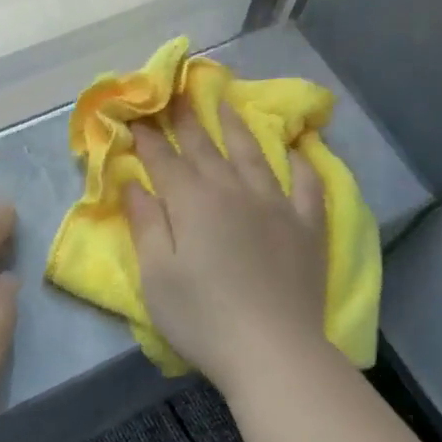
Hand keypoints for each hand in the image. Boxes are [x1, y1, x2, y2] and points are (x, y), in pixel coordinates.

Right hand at [126, 104, 331, 397]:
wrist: (272, 349)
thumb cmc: (202, 318)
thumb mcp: (157, 277)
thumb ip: (146, 225)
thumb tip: (133, 183)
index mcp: (193, 203)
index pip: (165, 161)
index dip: (149, 138)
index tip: (137, 114)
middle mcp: (234, 191)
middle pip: (207, 148)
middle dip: (188, 120)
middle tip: (177, 92)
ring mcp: (277, 205)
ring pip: (254, 155)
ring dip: (237, 127)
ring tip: (225, 103)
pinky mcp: (307, 226)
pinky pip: (307, 184)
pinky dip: (302, 163)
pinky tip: (298, 149)